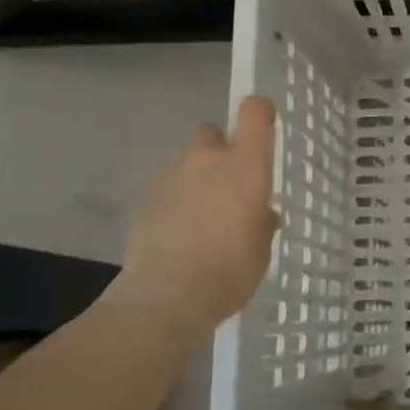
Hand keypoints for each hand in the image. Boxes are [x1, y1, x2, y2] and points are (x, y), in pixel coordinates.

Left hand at [113, 97, 279, 328]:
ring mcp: (172, 178)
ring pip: (187, 165)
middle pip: (212, 132)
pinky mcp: (145, 201)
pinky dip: (174, 205)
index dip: (260, 113)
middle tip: (228, 184)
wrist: (166, 297)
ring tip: (201, 219)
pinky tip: (178, 237)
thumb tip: (261, 215)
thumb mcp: (261, 251)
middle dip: (220, 150)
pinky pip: (167, 192)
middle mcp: (209, 161)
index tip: (264, 126)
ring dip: (196, 181)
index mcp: (247, 167)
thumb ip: (262, 224)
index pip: (255, 113)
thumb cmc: (230, 271)